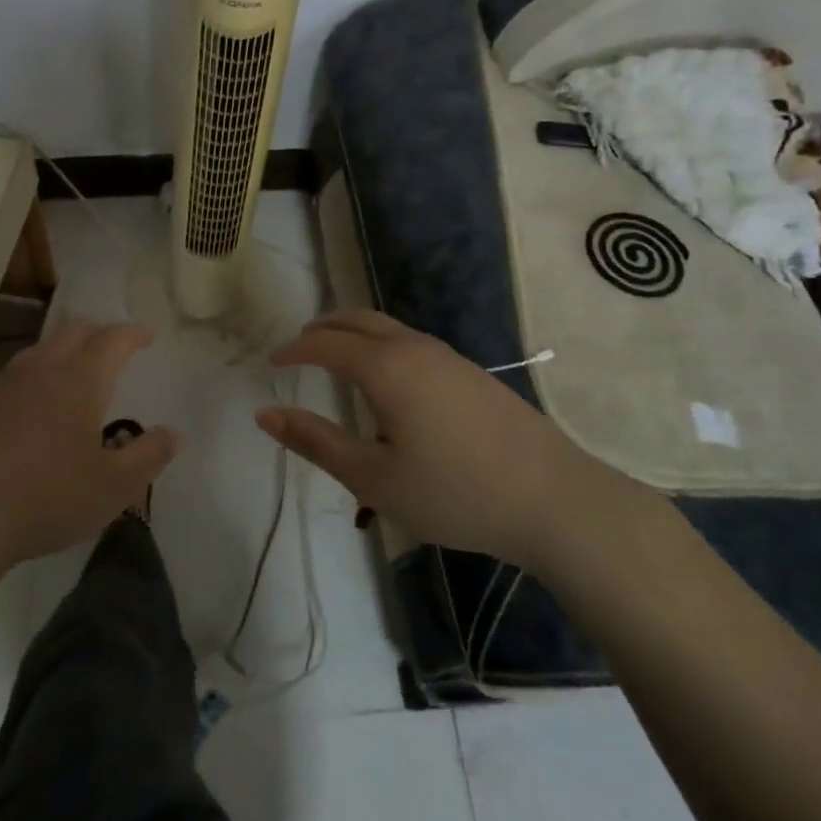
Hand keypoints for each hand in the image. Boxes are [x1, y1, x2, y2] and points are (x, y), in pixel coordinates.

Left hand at [0, 319, 178, 572]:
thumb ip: (148, 456)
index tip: (147, 335)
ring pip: (42, 349)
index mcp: (78, 380)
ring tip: (77, 368)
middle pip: (74, 332)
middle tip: (115, 345)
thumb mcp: (113, 487)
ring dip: (65, 349)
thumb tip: (173, 433)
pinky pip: (17, 374)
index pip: (112, 340)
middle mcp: (41, 369)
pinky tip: (35, 403)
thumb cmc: (46, 497)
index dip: (133, 334)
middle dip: (100, 332)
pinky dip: (38, 374)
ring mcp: (4, 384)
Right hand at [258, 309, 618, 565]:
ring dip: (354, 335)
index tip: (271, 362)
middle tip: (299, 348)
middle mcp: (415, 347)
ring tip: (336, 361)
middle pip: (357, 320)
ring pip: (388, 328)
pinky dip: (382, 346)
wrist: (555, 500)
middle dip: (323, 329)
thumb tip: (265, 415)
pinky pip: (411, 343)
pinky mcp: (472, 373)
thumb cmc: (454, 492)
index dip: (294, 349)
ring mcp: (449, 357)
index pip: (325, 344)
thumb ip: (316, 442)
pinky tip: (388, 383)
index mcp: (386, 367)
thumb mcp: (373, 478)